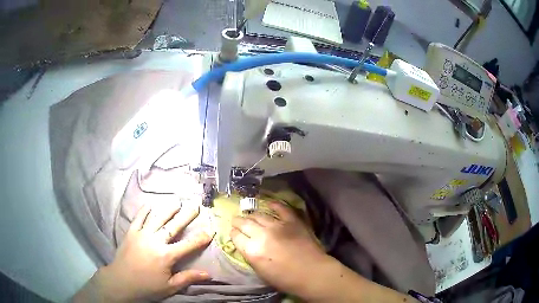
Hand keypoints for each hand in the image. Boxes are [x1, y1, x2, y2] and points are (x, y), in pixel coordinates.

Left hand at [75, 203, 213, 302]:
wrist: (121, 282)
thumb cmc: (147, 287)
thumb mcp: (170, 286)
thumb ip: (188, 278)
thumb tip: (208, 274)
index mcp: (166, 256)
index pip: (187, 245)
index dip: (200, 238)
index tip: (210, 230)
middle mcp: (155, 241)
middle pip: (173, 226)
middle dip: (186, 216)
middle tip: (195, 205)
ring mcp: (142, 234)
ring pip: (157, 218)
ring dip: (167, 209)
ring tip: (176, 200)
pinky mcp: (131, 232)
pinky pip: (138, 218)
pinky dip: (144, 210)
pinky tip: (150, 204)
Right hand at [229, 202, 328, 296]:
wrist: (312, 273)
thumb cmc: (285, 279)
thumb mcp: (260, 271)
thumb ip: (251, 255)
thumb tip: (247, 245)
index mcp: (252, 251)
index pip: (236, 236)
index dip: (233, 234)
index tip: (233, 233)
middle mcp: (262, 235)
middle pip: (244, 223)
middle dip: (238, 221)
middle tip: (236, 221)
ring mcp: (277, 225)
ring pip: (259, 215)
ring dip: (252, 215)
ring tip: (250, 216)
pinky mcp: (292, 221)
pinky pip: (281, 209)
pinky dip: (275, 205)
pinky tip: (269, 203)